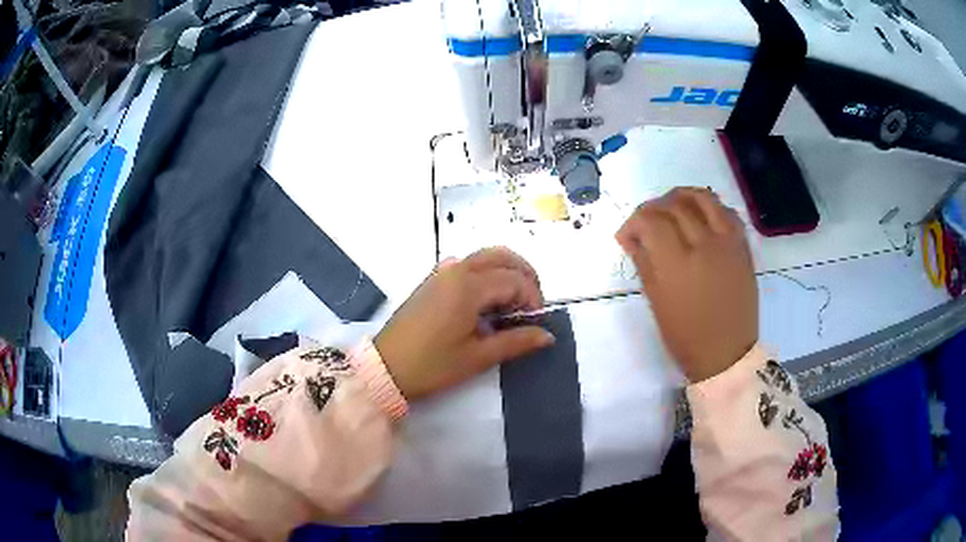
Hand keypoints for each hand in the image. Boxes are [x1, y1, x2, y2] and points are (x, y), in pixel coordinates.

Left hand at [374, 248, 555, 399]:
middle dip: (524, 276)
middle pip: (502, 256)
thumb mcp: (477, 357)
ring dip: (506, 273)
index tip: (536, 323)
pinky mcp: (433, 280)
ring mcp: (442, 272)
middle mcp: (456, 270)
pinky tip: (487, 303)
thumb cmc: (432, 365)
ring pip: (485, 257)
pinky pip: (468, 265)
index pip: (515, 280)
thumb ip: (515, 342)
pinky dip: (487, 274)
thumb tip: (547, 335)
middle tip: (531, 305)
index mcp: (468, 286)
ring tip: (512, 306)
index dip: (533, 299)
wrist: (386, 367)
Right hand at [616, 187, 757, 381]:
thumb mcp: (656, 302)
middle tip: (645, 221)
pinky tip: (701, 215)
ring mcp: (728, 243)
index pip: (651, 222)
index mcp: (678, 265)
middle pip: (674, 205)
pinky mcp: (743, 247)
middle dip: (653, 207)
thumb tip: (630, 237)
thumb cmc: (686, 336)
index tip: (627, 235)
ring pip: (703, 198)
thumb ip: (643, 262)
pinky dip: (711, 206)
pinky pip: (727, 211)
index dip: (633, 222)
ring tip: (672, 206)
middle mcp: (704, 245)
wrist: (727, 353)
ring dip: (682, 196)